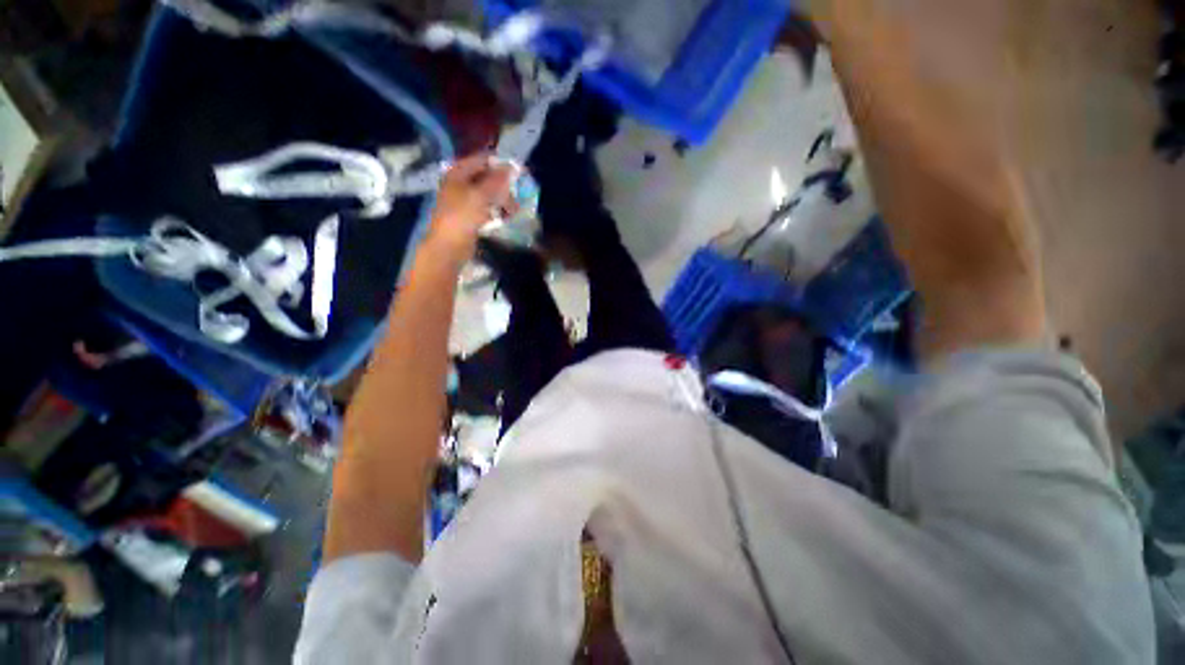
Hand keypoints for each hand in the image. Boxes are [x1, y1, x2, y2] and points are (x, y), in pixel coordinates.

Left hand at [424, 153, 516, 262]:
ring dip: (502, 200)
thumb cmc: (462, 217)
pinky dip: (496, 210)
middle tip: (515, 198)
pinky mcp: (470, 215)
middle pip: (486, 177)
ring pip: (488, 194)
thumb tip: (511, 166)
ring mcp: (464, 200)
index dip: (500, 164)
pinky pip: (487, 207)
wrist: (449, 246)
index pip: (482, 160)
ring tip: (512, 212)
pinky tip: (505, 218)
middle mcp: (460, 183)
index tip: (518, 174)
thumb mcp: (480, 195)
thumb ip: (496, 180)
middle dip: (503, 187)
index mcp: (458, 173)